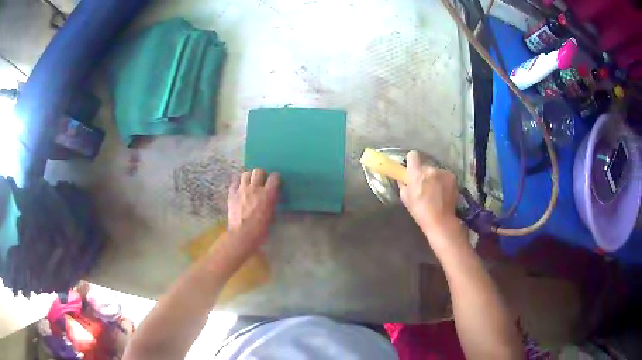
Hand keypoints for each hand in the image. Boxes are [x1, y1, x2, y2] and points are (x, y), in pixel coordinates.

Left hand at [227, 169, 279, 250]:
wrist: (242, 235)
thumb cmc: (260, 230)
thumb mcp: (271, 216)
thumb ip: (271, 204)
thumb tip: (271, 199)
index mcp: (267, 194)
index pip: (274, 177)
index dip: (275, 178)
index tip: (275, 182)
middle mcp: (254, 188)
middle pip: (258, 171)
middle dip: (261, 174)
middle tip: (261, 181)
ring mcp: (241, 190)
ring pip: (245, 174)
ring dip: (249, 177)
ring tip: (249, 183)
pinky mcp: (232, 194)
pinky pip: (234, 182)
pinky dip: (237, 183)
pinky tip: (239, 188)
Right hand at [400, 151, 458, 235]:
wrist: (440, 220)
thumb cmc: (420, 210)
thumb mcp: (405, 198)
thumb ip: (403, 184)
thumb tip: (403, 178)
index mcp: (417, 173)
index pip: (413, 155)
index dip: (412, 161)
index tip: (412, 169)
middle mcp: (430, 169)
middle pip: (425, 165)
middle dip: (424, 173)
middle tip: (424, 185)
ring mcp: (443, 172)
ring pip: (436, 171)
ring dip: (434, 178)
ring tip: (435, 191)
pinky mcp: (452, 177)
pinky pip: (445, 175)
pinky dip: (443, 181)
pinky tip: (443, 192)